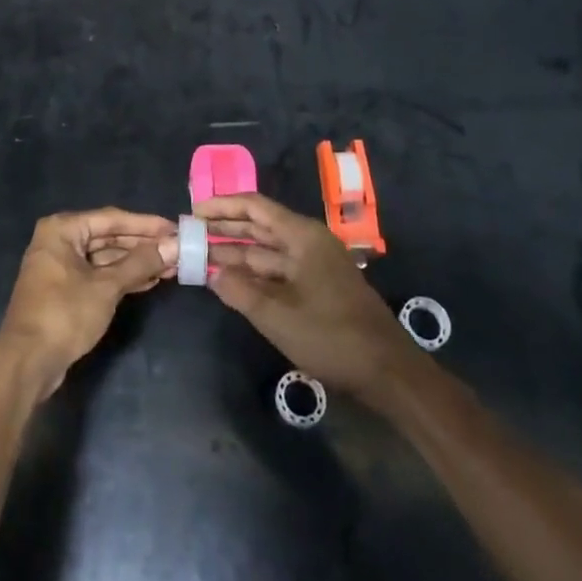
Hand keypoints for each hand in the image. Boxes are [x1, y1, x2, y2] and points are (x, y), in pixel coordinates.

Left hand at [0, 208, 175, 401]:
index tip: (174, 228)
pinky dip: (121, 277)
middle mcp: (59, 240)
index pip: (111, 218)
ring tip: (170, 267)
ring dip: (135, 263)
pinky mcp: (65, 290)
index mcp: (63, 229)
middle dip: (142, 245)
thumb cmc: (64, 314)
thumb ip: (140, 263)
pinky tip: (148, 281)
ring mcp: (61, 266)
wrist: (27, 363)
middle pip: (108, 236)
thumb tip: (174, 246)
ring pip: (105, 257)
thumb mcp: (106, 287)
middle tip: (176, 249)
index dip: (145, 224)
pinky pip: (98, 275)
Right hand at [198, 193, 409, 399]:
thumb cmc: (333, 337)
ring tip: (202, 254)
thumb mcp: (278, 317)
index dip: (222, 206)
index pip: (255, 206)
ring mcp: (314, 264)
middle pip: (259, 225)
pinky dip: (254, 273)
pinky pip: (278, 270)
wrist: (390, 374)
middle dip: (225, 228)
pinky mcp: (318, 286)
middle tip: (191, 233)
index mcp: (302, 236)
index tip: (193, 213)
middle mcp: (308, 242)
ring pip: (267, 250)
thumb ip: (240, 292)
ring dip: (236, 253)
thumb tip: (211, 272)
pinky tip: (231, 280)